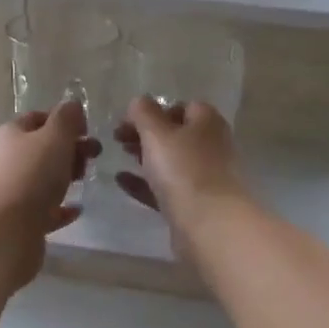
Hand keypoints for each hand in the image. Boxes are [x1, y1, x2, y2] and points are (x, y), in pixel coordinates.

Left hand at [0, 100, 100, 250]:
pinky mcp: (18, 220)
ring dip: (65, 176)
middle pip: (42, 148)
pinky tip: (77, 209)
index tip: (87, 130)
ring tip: (85, 180)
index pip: (38, 118)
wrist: (6, 230)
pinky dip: (61, 207)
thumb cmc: (33, 175)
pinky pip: (44, 209)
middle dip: (70, 149)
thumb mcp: (55, 137)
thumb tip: (72, 105)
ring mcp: (11, 191)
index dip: (63, 120)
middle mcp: (7, 159)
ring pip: (43, 178)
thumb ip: (67, 118)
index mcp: (11, 134)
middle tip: (94, 156)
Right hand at [113, 98, 249, 239]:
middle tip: (118, 138)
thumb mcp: (157, 133)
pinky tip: (121, 181)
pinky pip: (165, 187)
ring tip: (119, 156)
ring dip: (145, 157)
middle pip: (175, 133)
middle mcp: (210, 146)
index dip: (154, 110)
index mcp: (207, 122)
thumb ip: (144, 113)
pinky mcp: (194, 204)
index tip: (128, 119)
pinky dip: (144, 182)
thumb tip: (139, 101)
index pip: (181, 106)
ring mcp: (204, 177)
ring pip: (170, 161)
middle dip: (146, 134)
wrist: (209, 225)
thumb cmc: (183, 170)